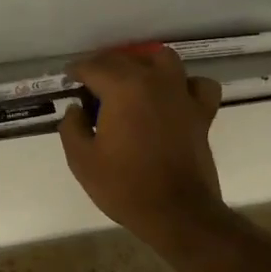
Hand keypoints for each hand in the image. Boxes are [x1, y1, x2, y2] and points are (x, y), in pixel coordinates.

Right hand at [58, 46, 228, 246]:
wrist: (177, 213)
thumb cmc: (125, 186)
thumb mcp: (82, 160)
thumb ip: (72, 127)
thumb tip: (76, 109)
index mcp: (123, 88)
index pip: (94, 66)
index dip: (77, 70)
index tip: (68, 79)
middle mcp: (154, 81)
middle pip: (125, 58)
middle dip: (103, 65)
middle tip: (91, 84)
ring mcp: (182, 95)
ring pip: (163, 58)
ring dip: (144, 62)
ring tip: (131, 79)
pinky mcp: (201, 113)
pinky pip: (198, 85)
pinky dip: (185, 84)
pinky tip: (173, 96)